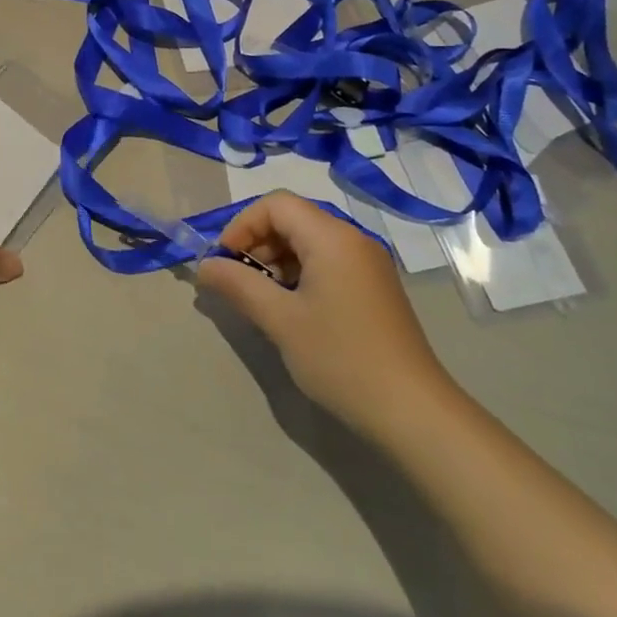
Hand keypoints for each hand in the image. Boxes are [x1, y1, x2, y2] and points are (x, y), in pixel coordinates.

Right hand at [199, 191, 454, 435]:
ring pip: (308, 241)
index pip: (276, 204)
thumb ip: (238, 285)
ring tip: (259, 299)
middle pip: (292, 219)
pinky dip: (299, 275)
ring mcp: (367, 264)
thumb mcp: (281, 320)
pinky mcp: (373, 288)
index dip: (242, 225)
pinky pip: (326, 262)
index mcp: (332, 237)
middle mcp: (353, 240)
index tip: (223, 262)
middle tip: (236, 283)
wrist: (412, 412)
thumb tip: (204, 266)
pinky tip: (290, 310)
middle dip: (256, 242)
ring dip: (276, 261)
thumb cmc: (341, 358)